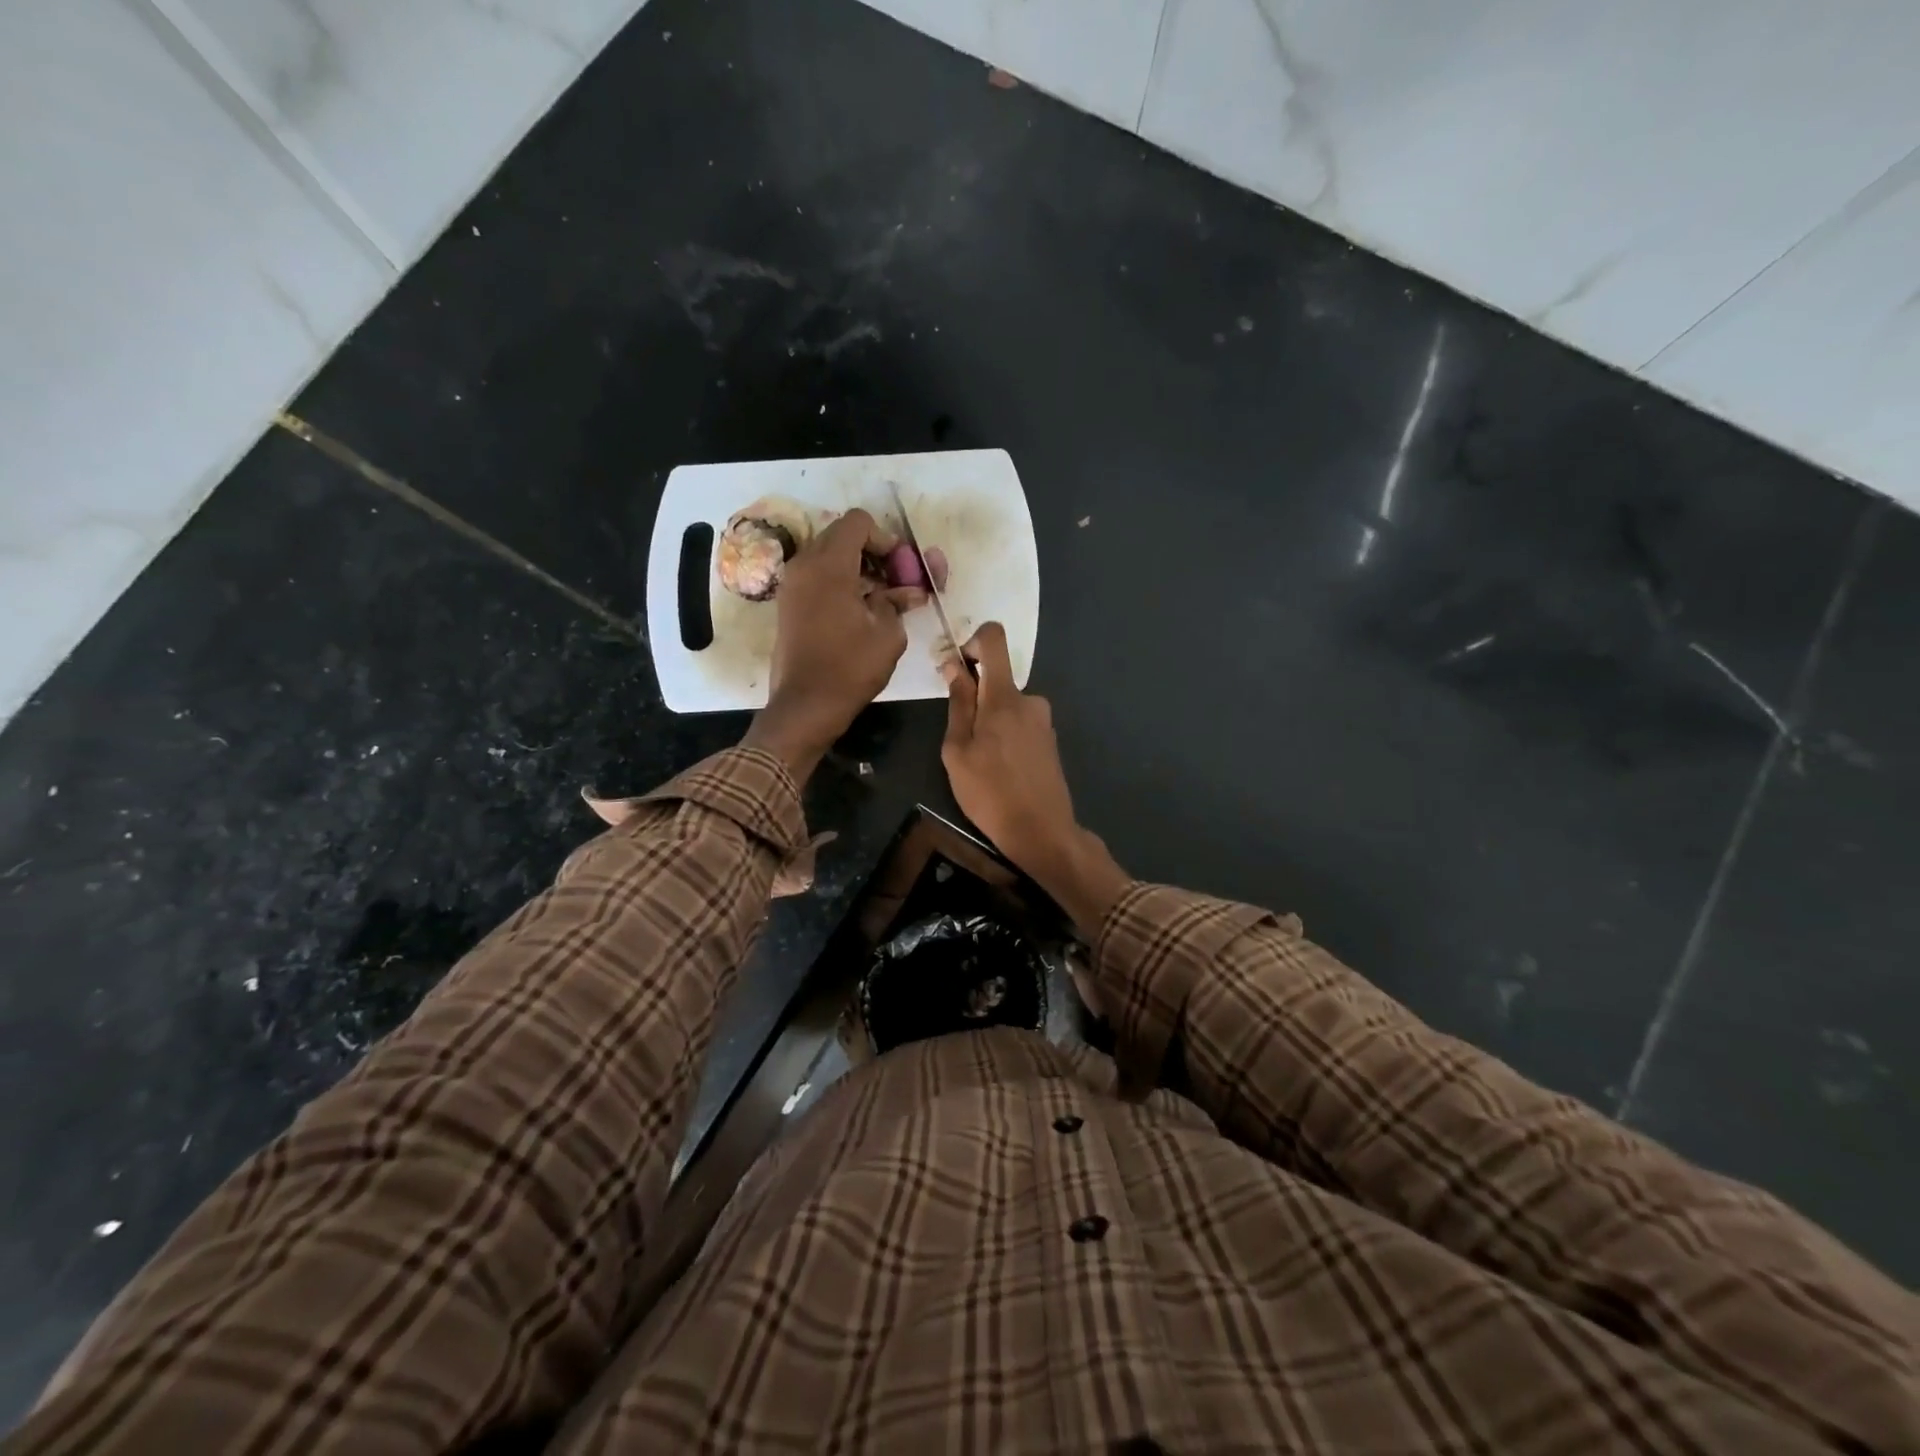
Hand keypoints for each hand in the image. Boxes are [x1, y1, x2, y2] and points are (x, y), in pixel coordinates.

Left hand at [744, 509, 921, 778]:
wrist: (805, 706)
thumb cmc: (850, 668)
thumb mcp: (888, 634)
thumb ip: (898, 601)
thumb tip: (909, 591)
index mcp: (829, 565)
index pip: (858, 523)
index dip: (886, 540)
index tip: (901, 569)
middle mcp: (804, 565)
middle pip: (842, 536)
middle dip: (873, 553)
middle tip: (896, 581)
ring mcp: (792, 584)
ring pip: (829, 556)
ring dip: (857, 568)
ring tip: (882, 599)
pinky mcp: (789, 604)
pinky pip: (817, 577)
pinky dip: (840, 582)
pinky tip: (861, 610)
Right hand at [943, 623, 1129, 953]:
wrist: (1042, 832)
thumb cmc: (990, 793)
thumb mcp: (957, 751)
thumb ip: (958, 703)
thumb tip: (955, 665)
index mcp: (1005, 697)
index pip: (994, 639)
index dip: (973, 642)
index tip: (958, 669)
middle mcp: (1030, 700)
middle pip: (997, 679)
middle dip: (975, 698)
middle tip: (960, 739)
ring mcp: (1043, 721)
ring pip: (1006, 706)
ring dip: (989, 722)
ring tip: (979, 763)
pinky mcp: (1049, 740)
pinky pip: (1019, 724)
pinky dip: (1004, 736)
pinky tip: (999, 770)